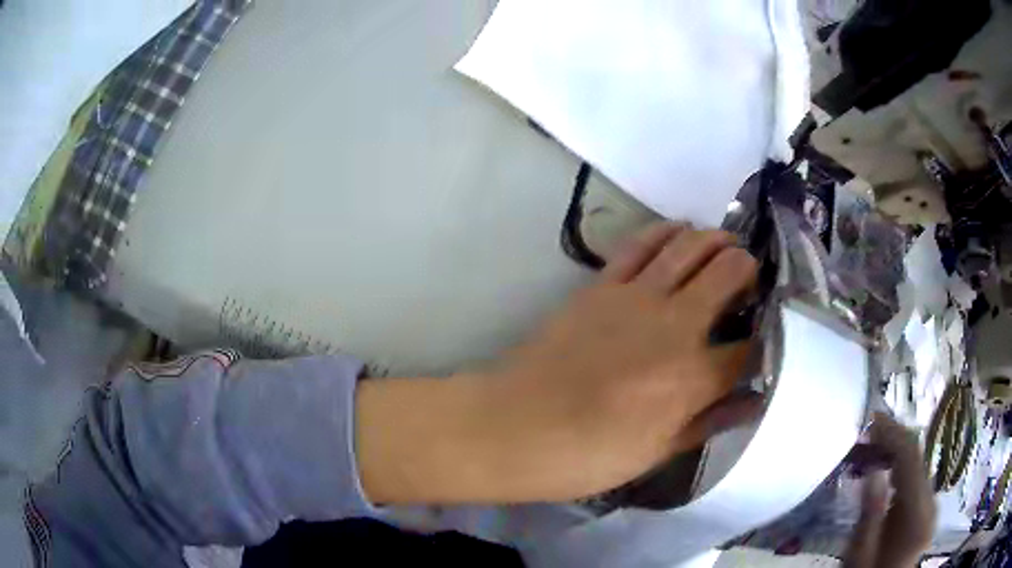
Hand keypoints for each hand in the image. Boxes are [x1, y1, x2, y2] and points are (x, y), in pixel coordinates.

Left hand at [357, 224, 759, 503]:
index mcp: (692, 378)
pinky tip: (681, 232)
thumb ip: (707, 423)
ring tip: (727, 246)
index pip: (749, 348)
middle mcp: (674, 326)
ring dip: (716, 240)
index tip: (767, 336)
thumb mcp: (656, 453)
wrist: (515, 426)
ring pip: (690, 246)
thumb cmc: (587, 455)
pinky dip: (667, 232)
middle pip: (729, 273)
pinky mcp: (601, 285)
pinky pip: (641, 244)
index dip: (765, 340)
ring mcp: (636, 297)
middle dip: (749, 270)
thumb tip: (750, 402)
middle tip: (750, 279)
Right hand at [844, 413, 936, 567]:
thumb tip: (873, 469)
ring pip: (917, 464)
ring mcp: (931, 503)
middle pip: (917, 459)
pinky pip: (915, 476)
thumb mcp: (860, 554)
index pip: (911, 460)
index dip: (893, 434)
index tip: (870, 418)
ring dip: (895, 450)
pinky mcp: (926, 506)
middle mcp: (931, 502)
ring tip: (869, 446)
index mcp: (918, 516)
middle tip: (864, 430)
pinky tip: (883, 466)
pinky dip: (899, 466)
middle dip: (893, 439)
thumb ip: (870, 515)